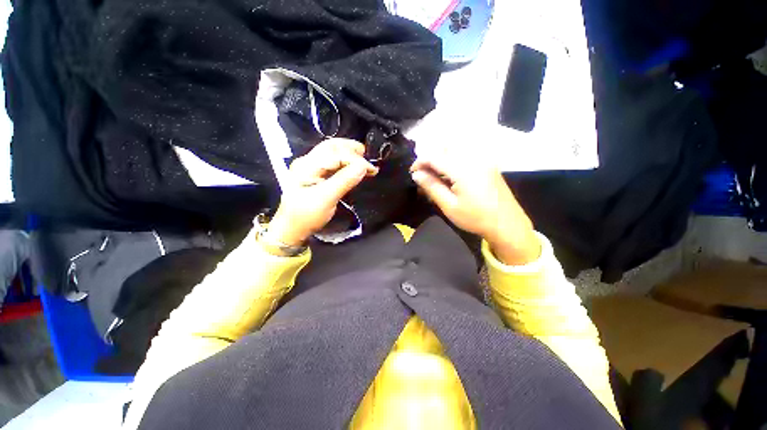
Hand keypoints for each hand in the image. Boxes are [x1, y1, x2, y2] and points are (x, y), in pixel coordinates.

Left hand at [268, 139, 377, 245]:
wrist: (292, 230)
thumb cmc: (306, 216)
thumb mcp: (326, 199)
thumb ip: (344, 181)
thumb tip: (363, 166)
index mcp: (307, 166)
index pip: (335, 154)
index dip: (355, 159)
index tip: (371, 169)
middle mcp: (307, 162)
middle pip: (331, 147)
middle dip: (351, 149)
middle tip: (368, 157)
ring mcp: (310, 168)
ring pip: (332, 152)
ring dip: (349, 154)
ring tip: (364, 159)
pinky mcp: (315, 175)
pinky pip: (332, 162)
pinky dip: (345, 162)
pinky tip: (353, 166)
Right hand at [410, 152, 539, 264]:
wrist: (507, 224)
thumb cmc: (476, 218)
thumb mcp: (449, 206)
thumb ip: (432, 187)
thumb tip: (416, 175)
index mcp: (462, 169)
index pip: (434, 156)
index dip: (420, 162)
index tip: (412, 173)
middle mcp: (473, 158)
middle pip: (445, 147)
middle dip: (430, 157)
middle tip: (424, 175)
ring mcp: (483, 159)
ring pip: (455, 150)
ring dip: (441, 159)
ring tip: (436, 177)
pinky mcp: (488, 164)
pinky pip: (465, 155)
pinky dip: (453, 161)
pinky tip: (451, 177)